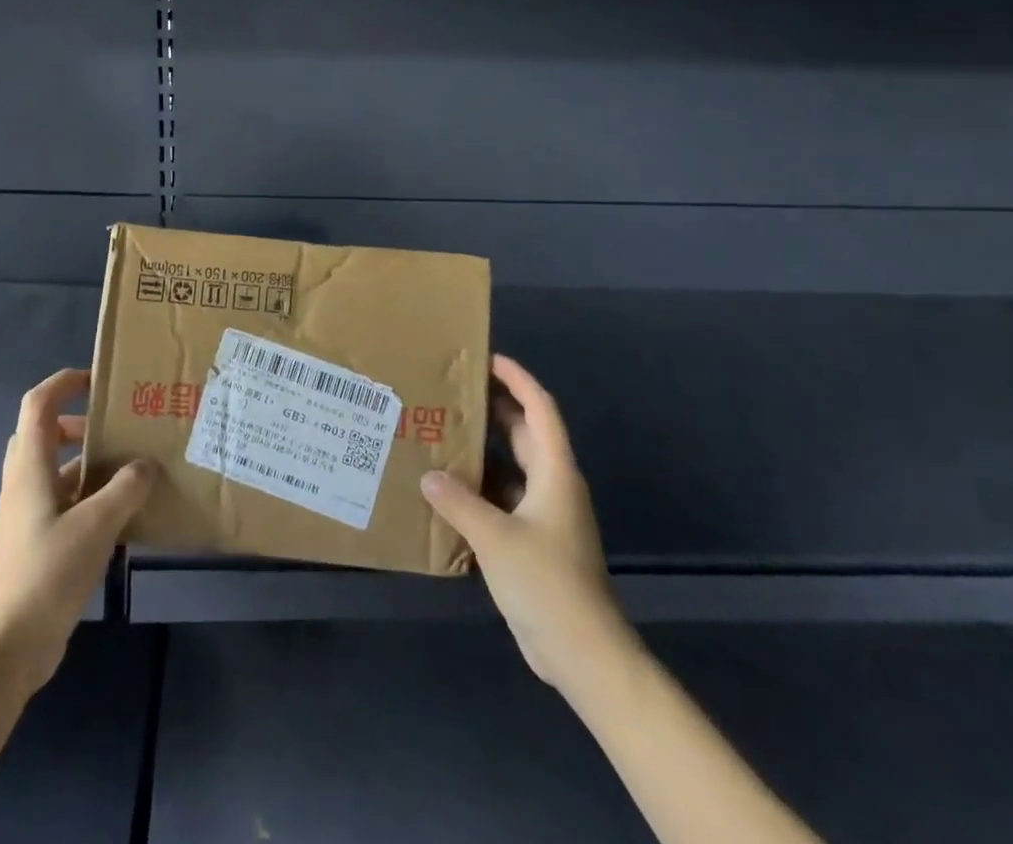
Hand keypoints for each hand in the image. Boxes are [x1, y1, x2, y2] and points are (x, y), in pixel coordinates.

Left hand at [0, 368, 156, 696]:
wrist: (6, 646)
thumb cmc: (46, 572)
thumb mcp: (96, 525)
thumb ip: (125, 490)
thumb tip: (146, 464)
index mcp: (30, 467)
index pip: (38, 404)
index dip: (63, 382)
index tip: (97, 380)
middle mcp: (24, 484)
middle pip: (43, 434)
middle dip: (78, 425)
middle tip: (115, 430)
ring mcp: (27, 516)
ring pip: (55, 472)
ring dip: (87, 465)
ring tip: (129, 472)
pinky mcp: (35, 544)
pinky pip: (63, 504)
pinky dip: (89, 499)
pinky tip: (121, 517)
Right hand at [420, 355, 623, 694]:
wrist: (584, 653)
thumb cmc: (547, 583)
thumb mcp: (496, 537)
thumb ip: (458, 502)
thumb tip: (428, 474)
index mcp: (555, 473)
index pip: (540, 410)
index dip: (518, 380)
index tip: (489, 359)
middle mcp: (553, 486)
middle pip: (526, 433)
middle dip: (496, 408)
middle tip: (455, 390)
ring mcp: (546, 516)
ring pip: (513, 467)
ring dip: (485, 449)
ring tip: (444, 432)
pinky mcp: (535, 542)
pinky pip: (505, 499)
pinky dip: (481, 487)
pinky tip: (449, 490)